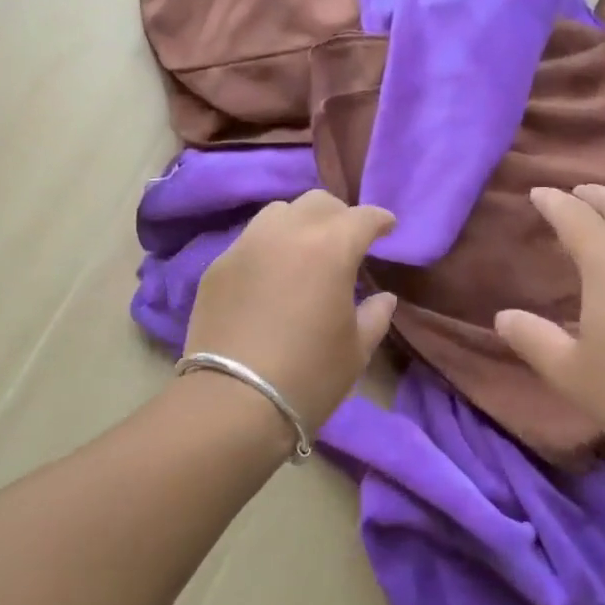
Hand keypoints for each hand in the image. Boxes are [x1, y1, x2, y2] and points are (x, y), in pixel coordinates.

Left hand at [184, 190, 397, 433]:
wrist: (233, 401)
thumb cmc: (308, 376)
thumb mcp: (356, 350)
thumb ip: (375, 316)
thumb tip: (383, 298)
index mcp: (330, 248)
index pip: (362, 217)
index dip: (379, 220)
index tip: (388, 229)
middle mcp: (286, 233)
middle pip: (318, 203)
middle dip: (339, 216)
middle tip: (347, 240)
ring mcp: (246, 246)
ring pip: (278, 213)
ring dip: (299, 223)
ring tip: (305, 250)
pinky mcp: (217, 266)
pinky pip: (249, 240)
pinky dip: (268, 247)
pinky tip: (271, 275)